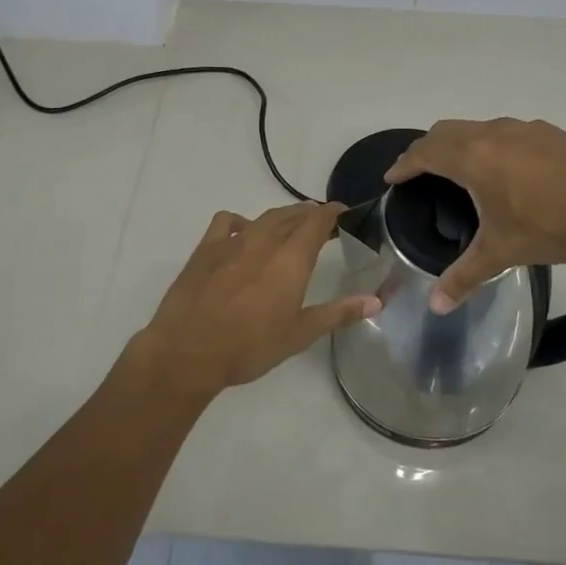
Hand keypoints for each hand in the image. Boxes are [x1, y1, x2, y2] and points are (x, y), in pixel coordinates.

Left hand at [132, 202, 380, 399]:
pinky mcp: (206, 248)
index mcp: (291, 258)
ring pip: (264, 217)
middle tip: (321, 224)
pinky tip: (242, 233)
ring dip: (281, 217)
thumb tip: (377, 300)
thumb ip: (339, 313)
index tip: (343, 212)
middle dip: (310, 215)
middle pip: (292, 215)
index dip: (332, 212)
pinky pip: (226, 221)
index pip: (317, 220)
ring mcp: (232, 241)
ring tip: (289, 227)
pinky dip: (240, 221)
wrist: (188, 351)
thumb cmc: (250, 346)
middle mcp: (264, 240)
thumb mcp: (300, 333)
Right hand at [384, 118, 565, 312]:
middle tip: (418, 172)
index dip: (404, 165)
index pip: (424, 153)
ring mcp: (523, 128)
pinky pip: (504, 132)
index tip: (392, 178)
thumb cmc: (552, 226)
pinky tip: (505, 169)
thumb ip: (465, 276)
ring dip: (459, 143)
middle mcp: (491, 133)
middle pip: (445, 131)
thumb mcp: (503, 252)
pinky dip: (489, 144)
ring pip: (476, 127)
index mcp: (472, 158)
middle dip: (426, 149)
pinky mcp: (548, 132)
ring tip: (459, 169)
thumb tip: (435, 307)